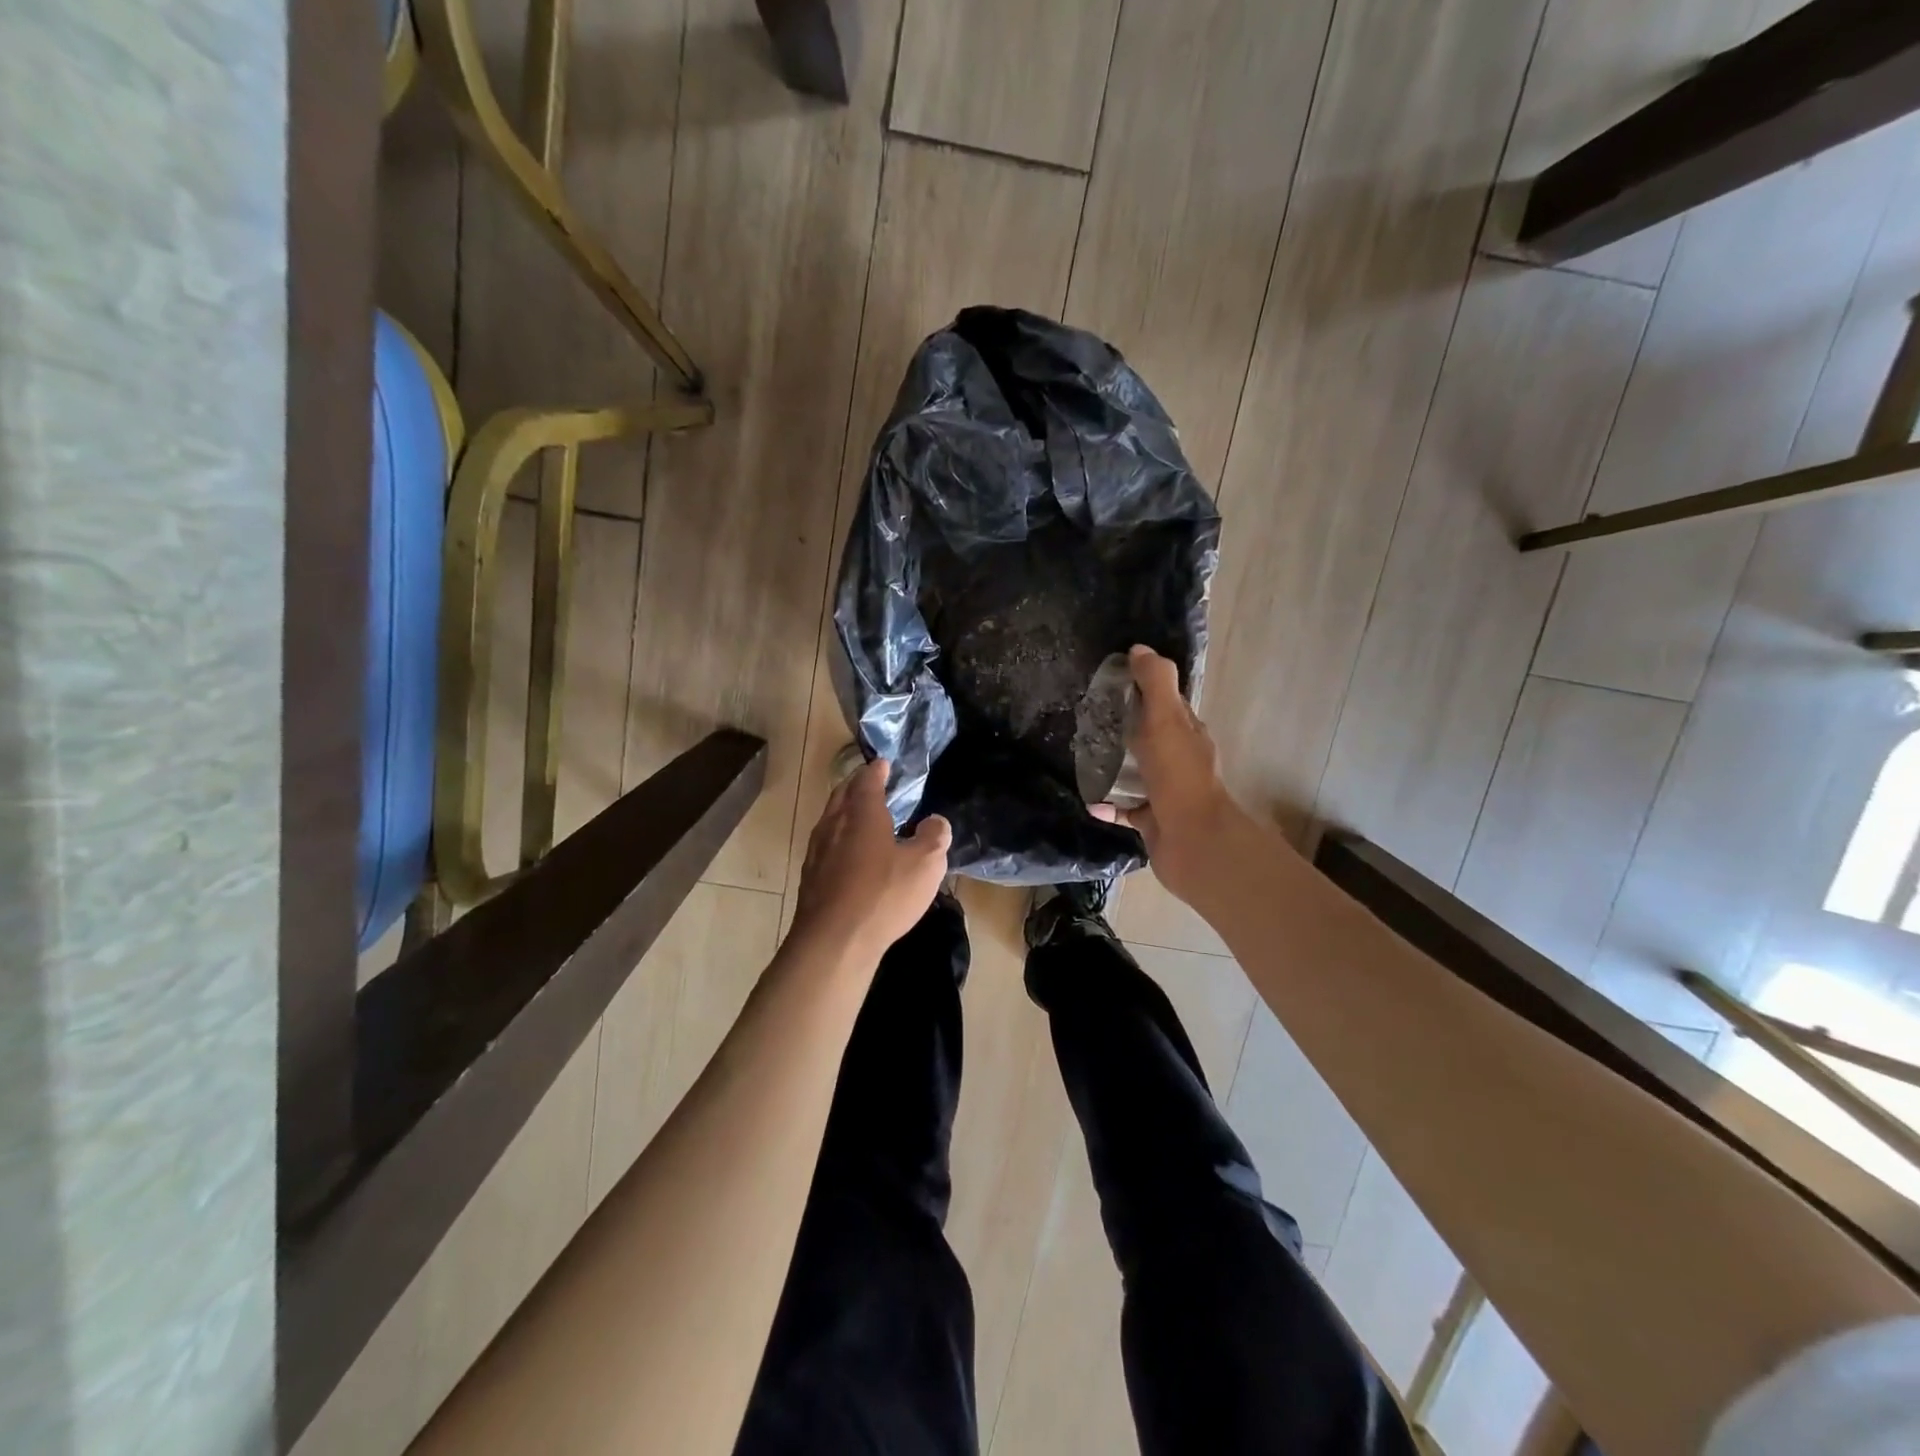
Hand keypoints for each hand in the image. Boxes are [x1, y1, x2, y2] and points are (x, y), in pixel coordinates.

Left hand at [791, 757, 951, 961]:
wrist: (833, 941)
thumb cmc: (882, 895)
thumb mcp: (925, 865)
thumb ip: (934, 837)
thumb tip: (935, 821)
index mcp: (862, 814)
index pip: (867, 781)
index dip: (876, 771)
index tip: (883, 764)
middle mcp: (834, 825)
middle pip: (842, 795)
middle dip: (856, 786)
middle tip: (870, 784)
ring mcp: (817, 851)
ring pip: (830, 820)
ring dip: (844, 812)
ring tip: (860, 817)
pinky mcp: (810, 878)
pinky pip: (825, 845)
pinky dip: (838, 839)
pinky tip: (849, 855)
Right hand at [1099, 646, 1242, 903]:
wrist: (1193, 842)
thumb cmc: (1179, 776)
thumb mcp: (1166, 720)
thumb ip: (1155, 683)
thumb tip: (1139, 649)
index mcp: (1187, 734)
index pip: (1166, 705)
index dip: (1143, 690)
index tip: (1112, 681)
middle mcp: (1179, 761)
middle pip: (1150, 738)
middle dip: (1124, 728)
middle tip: (1088, 720)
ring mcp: (1166, 794)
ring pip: (1136, 774)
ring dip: (1113, 767)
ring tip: (1083, 757)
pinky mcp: (1153, 822)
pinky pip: (1125, 810)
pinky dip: (1108, 805)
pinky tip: (1089, 802)